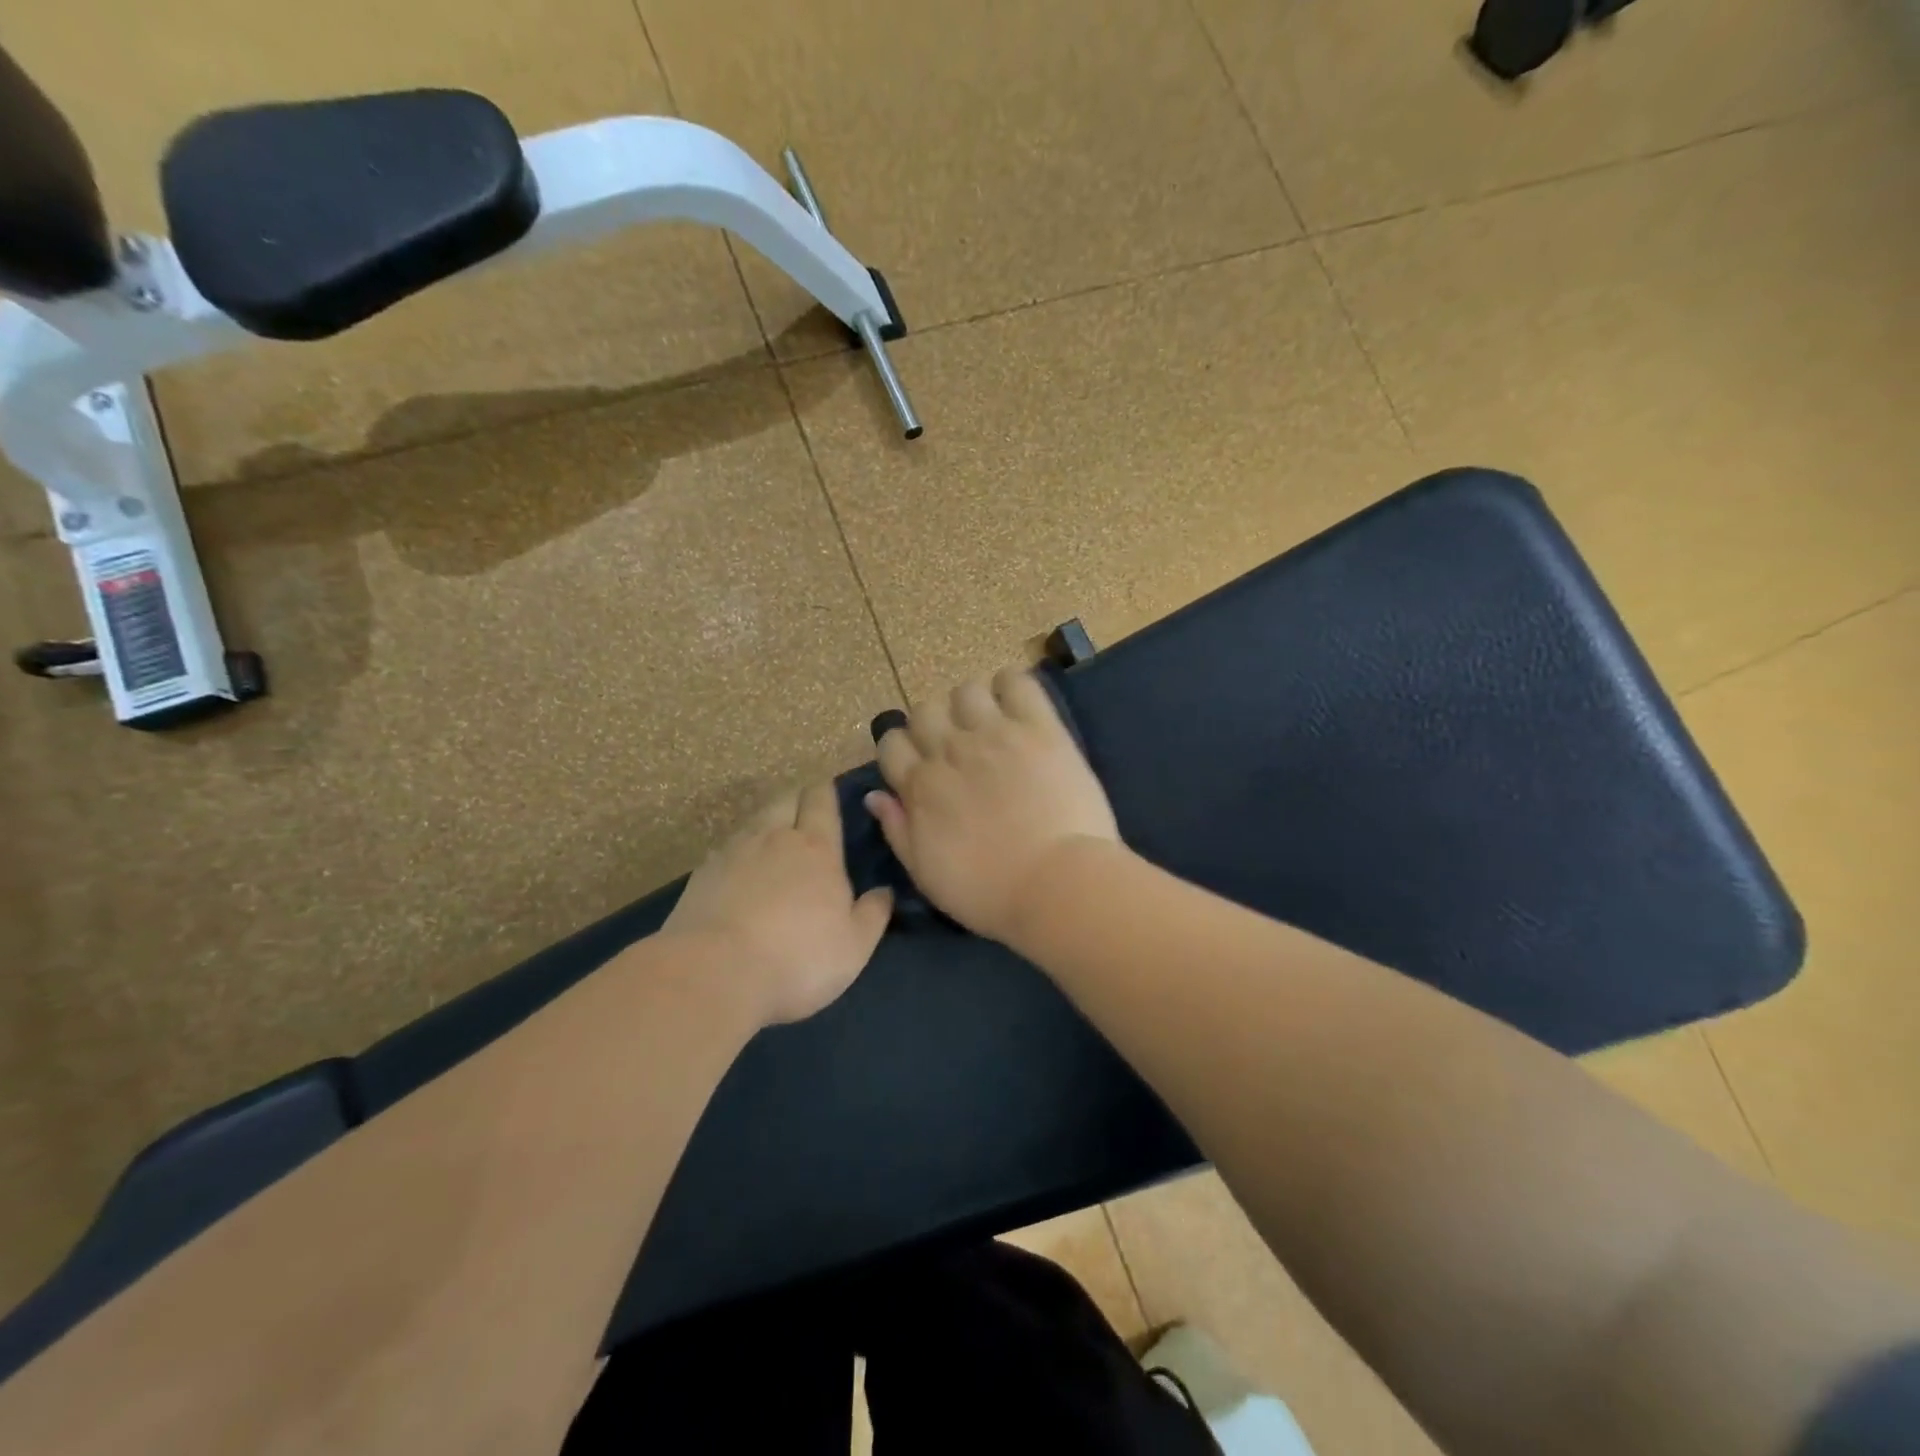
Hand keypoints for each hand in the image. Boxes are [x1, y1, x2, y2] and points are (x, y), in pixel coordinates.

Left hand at [663, 782, 892, 1025]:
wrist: (714, 974)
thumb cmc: (798, 958)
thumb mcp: (854, 945)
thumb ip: (873, 913)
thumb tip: (885, 891)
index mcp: (816, 847)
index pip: (821, 799)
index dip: (826, 791)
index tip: (831, 793)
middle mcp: (774, 837)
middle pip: (785, 799)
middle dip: (797, 799)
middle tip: (806, 817)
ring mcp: (733, 852)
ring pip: (754, 821)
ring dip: (767, 824)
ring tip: (773, 844)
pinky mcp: (702, 873)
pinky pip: (726, 849)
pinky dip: (738, 853)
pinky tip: (739, 874)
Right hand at [866, 667, 1120, 943]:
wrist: (1057, 885)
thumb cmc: (989, 893)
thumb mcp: (927, 875)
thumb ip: (898, 830)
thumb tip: (874, 796)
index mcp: (921, 787)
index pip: (892, 743)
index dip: (902, 751)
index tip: (920, 765)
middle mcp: (951, 751)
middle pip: (925, 711)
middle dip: (934, 725)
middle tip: (957, 747)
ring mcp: (995, 734)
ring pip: (966, 690)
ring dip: (972, 704)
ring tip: (990, 724)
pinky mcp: (1039, 727)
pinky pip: (1017, 682)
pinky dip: (1011, 686)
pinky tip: (1017, 705)